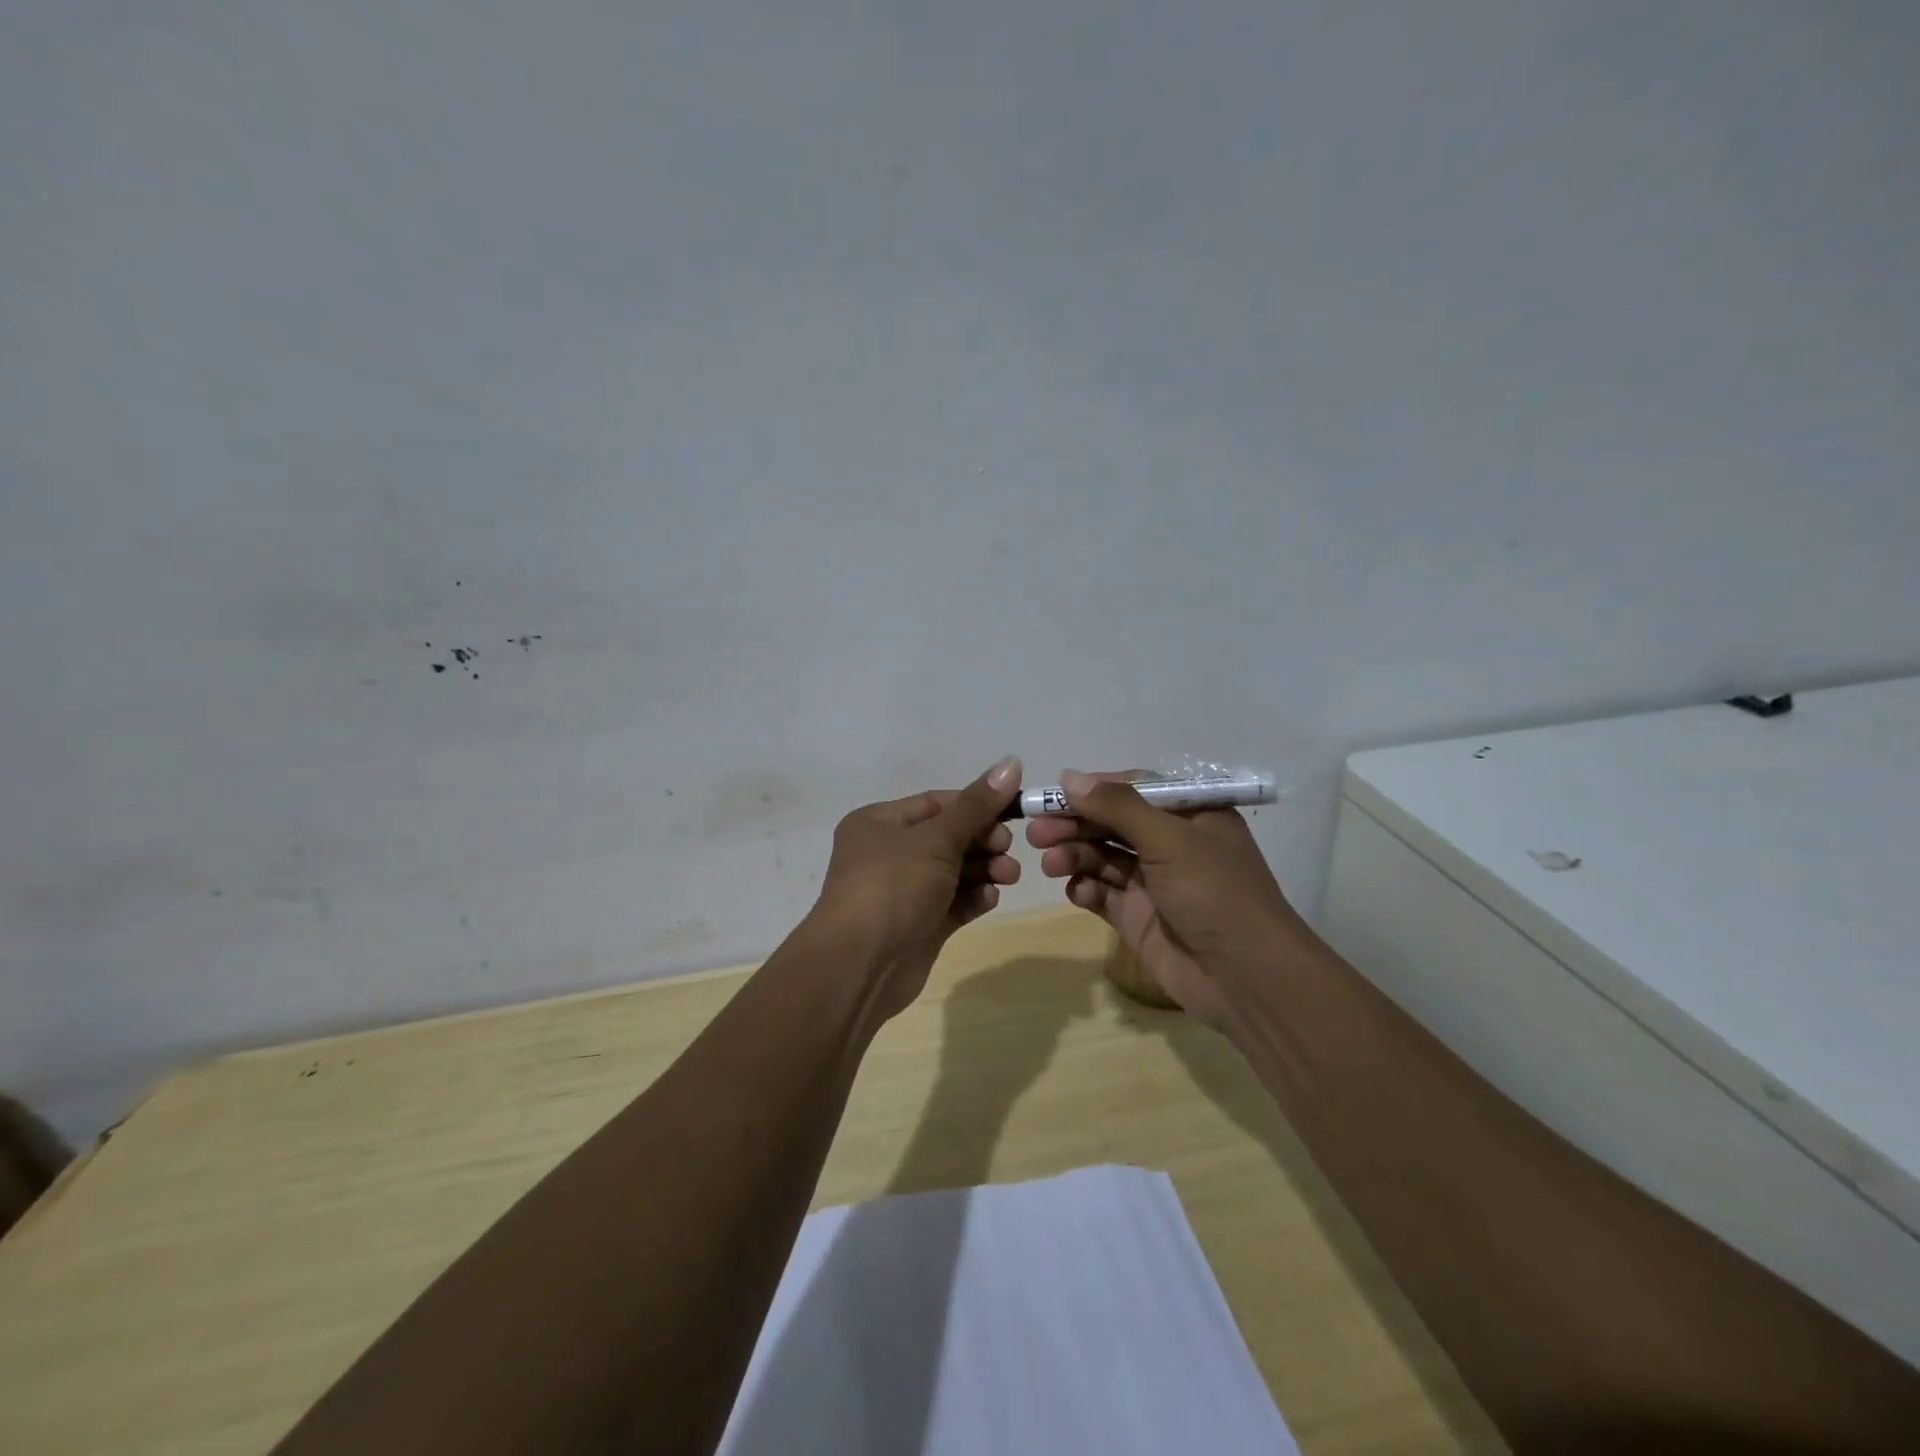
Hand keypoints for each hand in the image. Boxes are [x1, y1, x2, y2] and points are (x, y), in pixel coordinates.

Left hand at [808, 756, 1023, 1019]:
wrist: (861, 965)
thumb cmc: (893, 886)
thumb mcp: (936, 838)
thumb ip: (977, 805)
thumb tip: (1012, 761)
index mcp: (879, 823)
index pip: (936, 803)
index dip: (976, 805)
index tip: (1013, 812)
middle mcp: (888, 853)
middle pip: (948, 837)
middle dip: (982, 841)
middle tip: (1007, 849)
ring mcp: (903, 892)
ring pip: (953, 871)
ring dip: (984, 869)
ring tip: (1008, 876)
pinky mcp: (918, 925)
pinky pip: (952, 903)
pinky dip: (973, 898)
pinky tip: (990, 899)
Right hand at [1026, 769, 1312, 1029]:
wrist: (1246, 978)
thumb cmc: (1214, 893)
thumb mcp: (1170, 839)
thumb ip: (1118, 807)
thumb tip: (1069, 776)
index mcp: (1190, 815)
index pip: (1133, 789)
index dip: (1093, 790)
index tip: (1053, 794)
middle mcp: (1171, 844)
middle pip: (1111, 824)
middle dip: (1074, 825)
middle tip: (1036, 832)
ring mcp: (1153, 883)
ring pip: (1102, 857)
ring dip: (1074, 855)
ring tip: (1050, 863)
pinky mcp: (1138, 917)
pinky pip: (1103, 894)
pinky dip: (1086, 888)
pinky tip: (1078, 890)